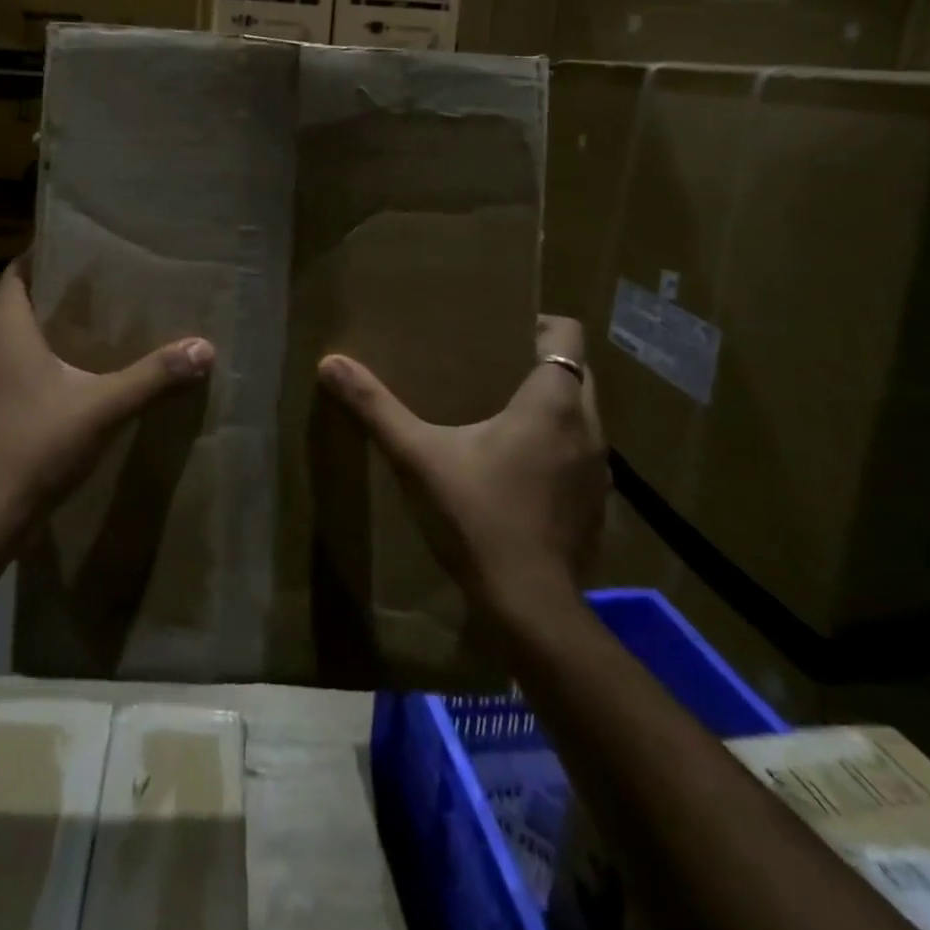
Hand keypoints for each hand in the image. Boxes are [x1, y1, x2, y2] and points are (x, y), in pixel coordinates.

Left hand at [0, 257, 214, 543]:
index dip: (45, 258)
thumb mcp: (104, 407)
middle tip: (95, 302)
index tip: (81, 255)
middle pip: (13, 308)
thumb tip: (204, 348)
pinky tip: (54, 392)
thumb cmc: (36, 445)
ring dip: (34, 342)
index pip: (17, 271)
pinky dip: (21, 374)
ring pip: (2, 346)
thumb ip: (154, 376)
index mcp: (1, 328)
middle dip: (50, 303)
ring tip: (79, 345)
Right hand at [316, 315, 607, 615]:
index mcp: (552, 402)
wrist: (529, 606)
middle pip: (576, 372)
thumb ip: (375, 407)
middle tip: (489, 368)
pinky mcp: (597, 505)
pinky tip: (517, 470)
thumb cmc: (478, 517)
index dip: (540, 323)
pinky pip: (581, 455)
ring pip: (582, 416)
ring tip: (501, 414)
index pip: (568, 335)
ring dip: (551, 408)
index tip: (501, 330)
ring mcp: (599, 470)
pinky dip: (557, 448)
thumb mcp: (417, 457)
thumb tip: (330, 363)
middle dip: (540, 364)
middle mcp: (588, 428)